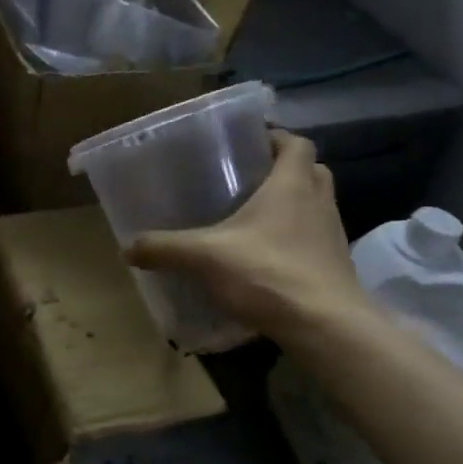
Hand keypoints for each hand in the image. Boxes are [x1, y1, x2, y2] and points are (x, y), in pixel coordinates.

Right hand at [124, 130, 374, 348]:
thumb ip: (165, 248)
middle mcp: (318, 202)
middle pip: (310, 171)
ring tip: (253, 219)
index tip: (249, 144)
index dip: (276, 138)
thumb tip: (127, 248)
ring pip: (315, 206)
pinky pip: (314, 240)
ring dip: (292, 206)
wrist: (325, 326)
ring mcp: (331, 235)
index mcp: (292, 184)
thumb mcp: (205, 257)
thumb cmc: (268, 272)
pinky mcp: (335, 266)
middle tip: (248, 180)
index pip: (296, 143)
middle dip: (283, 170)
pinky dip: (294, 241)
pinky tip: (265, 258)